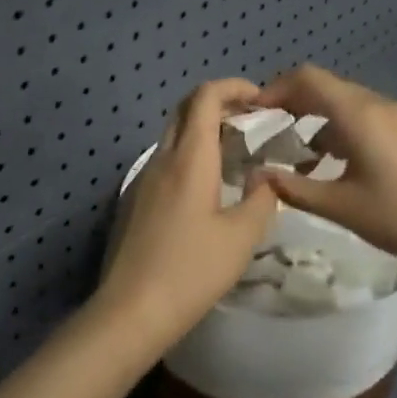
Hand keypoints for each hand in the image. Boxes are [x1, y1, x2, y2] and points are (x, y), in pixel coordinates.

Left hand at [93, 78, 280, 350]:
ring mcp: (142, 179)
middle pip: (186, 110)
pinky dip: (189, 155)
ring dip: (203, 131)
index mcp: (189, 158)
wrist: (131, 310)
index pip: (205, 97)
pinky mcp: (134, 200)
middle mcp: (162, 158)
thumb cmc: (191, 271)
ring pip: (173, 135)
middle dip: (219, 104)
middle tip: (251, 122)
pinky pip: (165, 161)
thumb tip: (265, 177)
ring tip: (235, 153)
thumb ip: (261, 199)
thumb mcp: (241, 237)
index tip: (260, 99)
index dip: (233, 87)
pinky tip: (207, 187)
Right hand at [253, 65, 396, 279]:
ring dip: (341, 123)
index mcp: (360, 116)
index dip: (279, 87)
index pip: (309, 79)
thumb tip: (257, 173)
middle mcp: (388, 103)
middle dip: (307, 108)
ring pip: (367, 106)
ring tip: (332, 159)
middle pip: (337, 91)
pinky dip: (376, 132)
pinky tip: (382, 166)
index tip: (263, 110)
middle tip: (290, 138)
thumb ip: (292, 186)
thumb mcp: (339, 207)